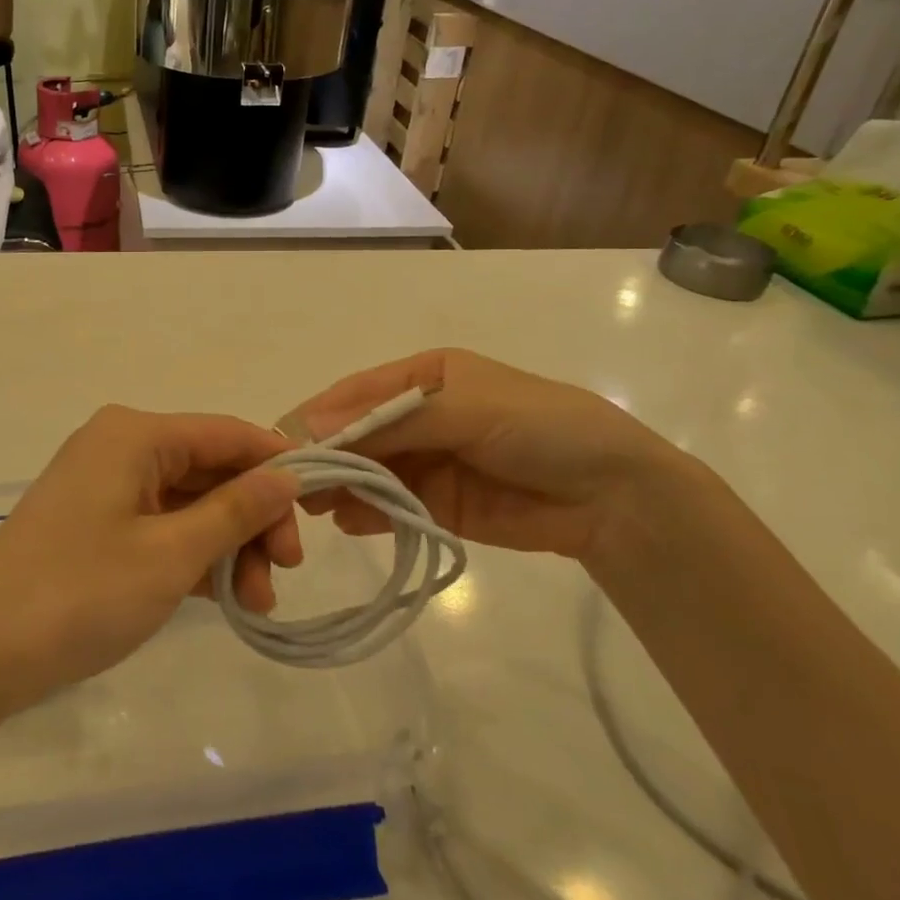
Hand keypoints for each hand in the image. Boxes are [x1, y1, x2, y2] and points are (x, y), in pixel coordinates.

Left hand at [0, 406, 301, 711]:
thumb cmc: (79, 594)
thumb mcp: (171, 555)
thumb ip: (236, 510)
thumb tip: (289, 475)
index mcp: (135, 434)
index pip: (227, 433)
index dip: (277, 467)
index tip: (317, 514)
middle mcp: (120, 446)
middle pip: (210, 470)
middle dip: (252, 519)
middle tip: (285, 573)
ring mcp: (106, 486)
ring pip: (189, 503)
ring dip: (227, 546)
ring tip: (258, 603)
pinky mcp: (96, 523)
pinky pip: (161, 526)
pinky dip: (193, 556)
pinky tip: (225, 598)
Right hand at [286, 349, 697, 562]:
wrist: (615, 496)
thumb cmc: (540, 427)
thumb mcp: (465, 409)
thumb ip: (390, 421)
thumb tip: (312, 427)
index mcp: (425, 377)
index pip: (358, 393)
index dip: (322, 415)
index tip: (285, 442)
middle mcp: (420, 416)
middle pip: (357, 434)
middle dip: (326, 455)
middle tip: (293, 484)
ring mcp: (428, 462)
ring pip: (368, 470)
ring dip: (341, 485)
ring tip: (313, 508)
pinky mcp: (437, 505)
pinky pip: (390, 505)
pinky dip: (366, 513)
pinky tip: (348, 521)